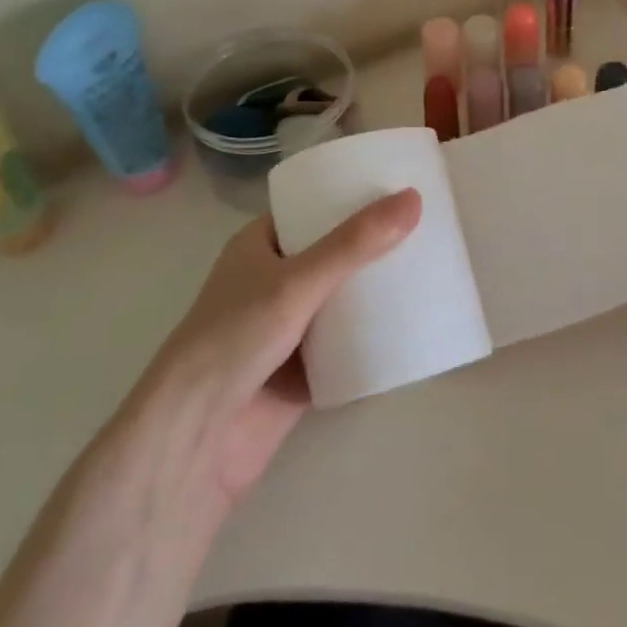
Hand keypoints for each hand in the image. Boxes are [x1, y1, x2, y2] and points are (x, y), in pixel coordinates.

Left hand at [117, 189, 422, 528]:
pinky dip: (374, 336)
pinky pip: (348, 344)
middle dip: (374, 245)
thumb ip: (354, 244)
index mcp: (259, 246)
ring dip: (377, 290)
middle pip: (334, 253)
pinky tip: (415, 322)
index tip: (398, 188)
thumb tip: (413, 199)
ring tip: (429, 267)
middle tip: (427, 227)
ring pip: (343, 299)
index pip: (311, 208)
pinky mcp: (304, 370)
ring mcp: (289, 328)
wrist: (197, 439)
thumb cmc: (235, 340)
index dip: (351, 196)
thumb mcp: (297, 281)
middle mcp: (273, 281)